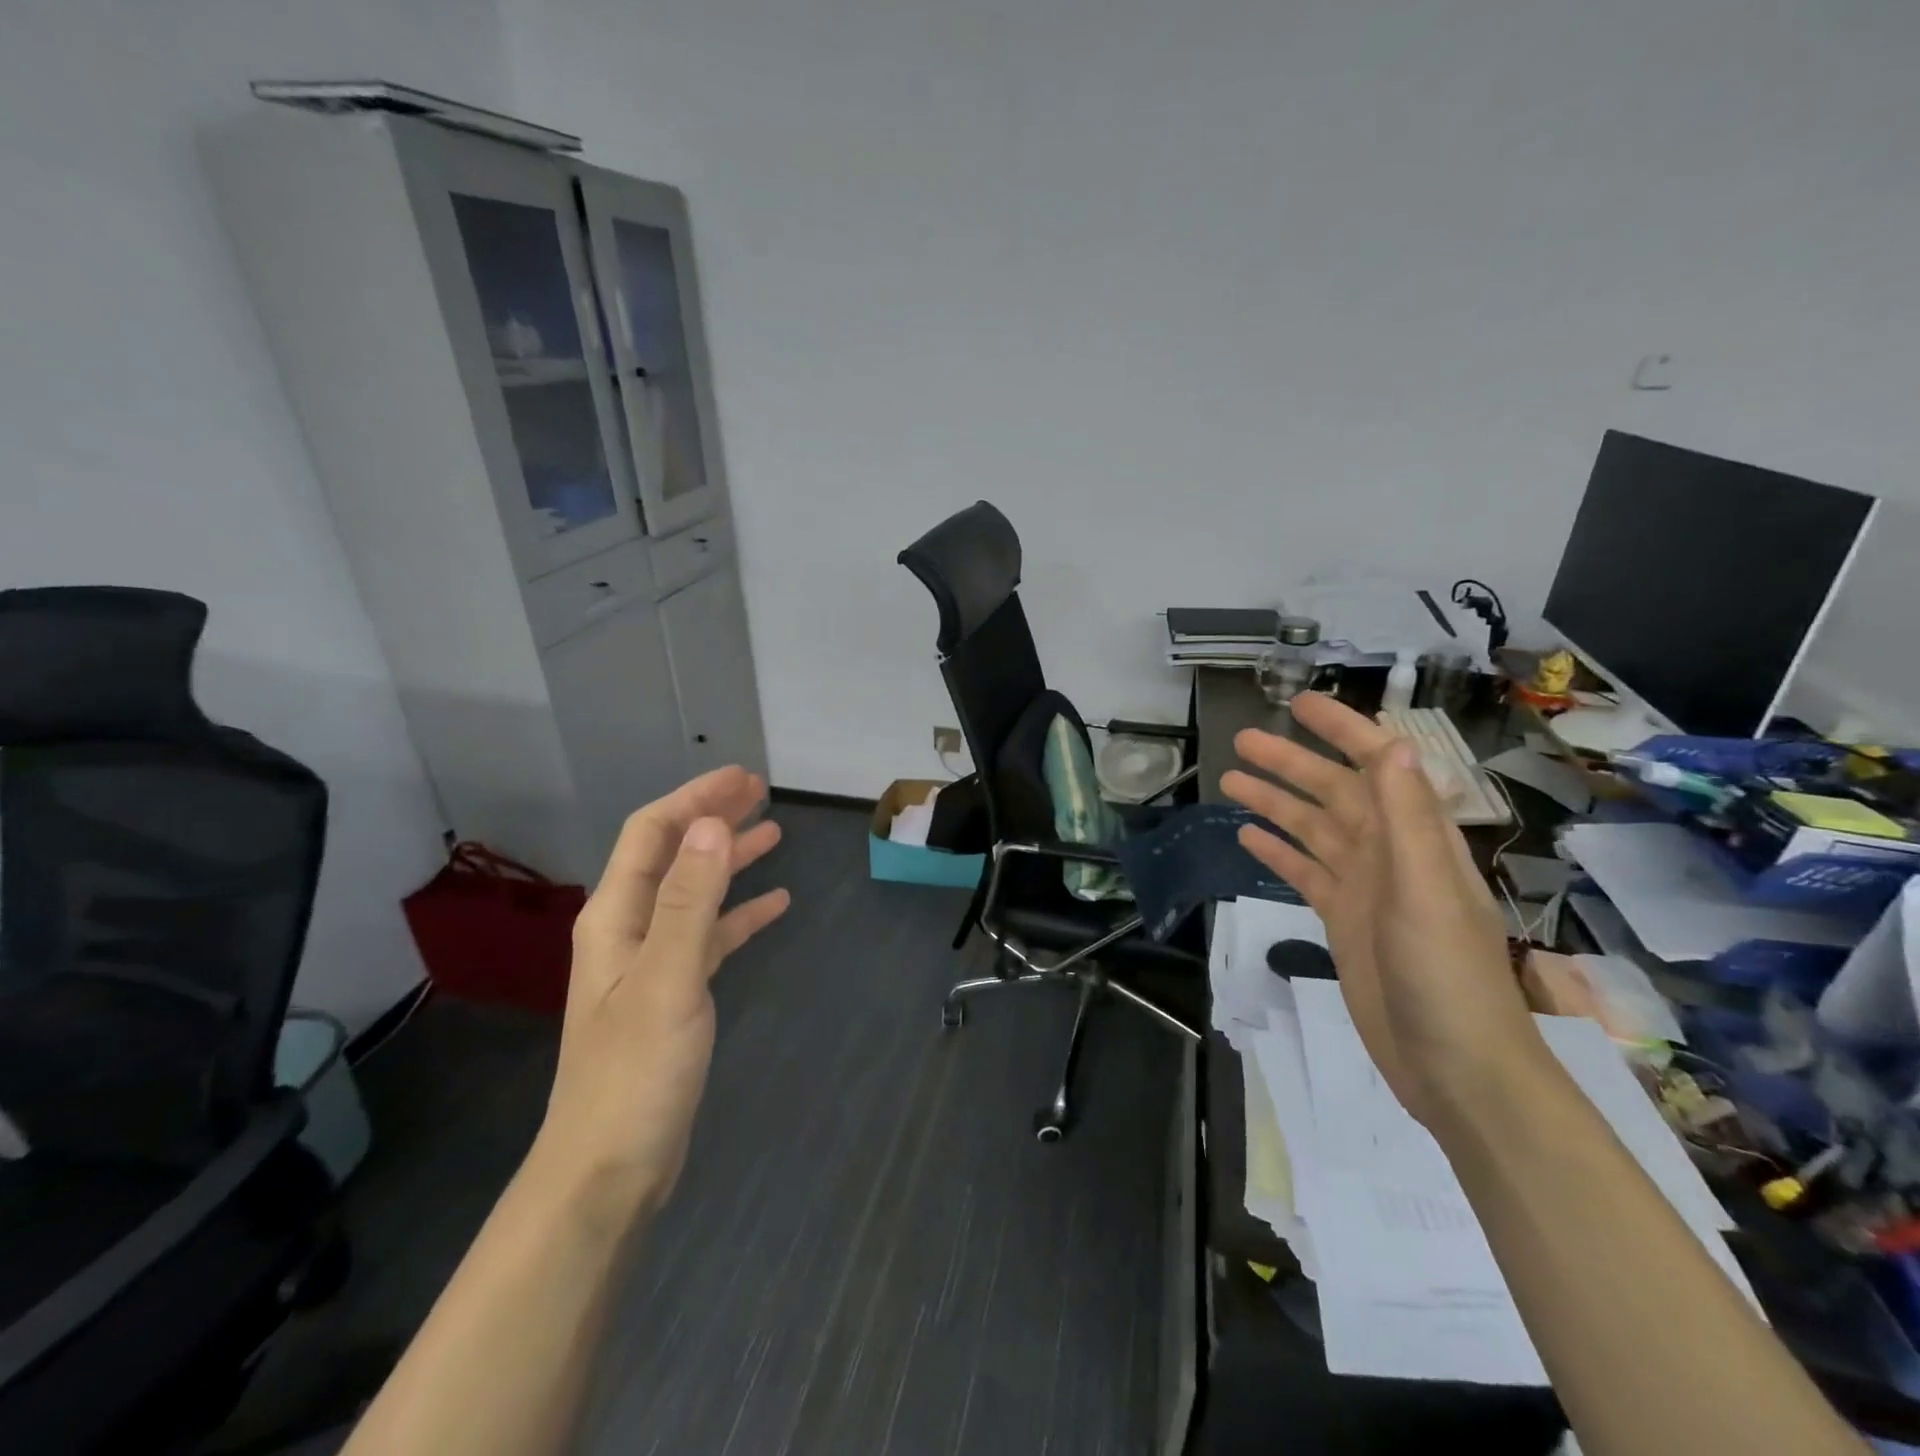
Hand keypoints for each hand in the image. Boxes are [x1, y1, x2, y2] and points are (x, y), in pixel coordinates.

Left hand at [532, 767, 789, 1217]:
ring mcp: (651, 964)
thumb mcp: (667, 979)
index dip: (695, 799)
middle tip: (761, 794)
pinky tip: (775, 906)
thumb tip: (713, 824)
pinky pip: (711, 936)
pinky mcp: (674, 995)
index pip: (652, 834)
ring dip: (729, 860)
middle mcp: (629, 931)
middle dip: (713, 819)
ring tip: (773, 835)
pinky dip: (740, 914)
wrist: (609, 1172)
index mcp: (616, 917)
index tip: (743, 778)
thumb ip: (689, 900)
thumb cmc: (634, 1074)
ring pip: (694, 893)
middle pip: (673, 856)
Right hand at [1220, 694, 1542, 1128]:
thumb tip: (1391, 747)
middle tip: (1243, 742)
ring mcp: (1364, 888)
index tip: (1300, 705)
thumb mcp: (1426, 892)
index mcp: (1415, 838)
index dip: (1342, 731)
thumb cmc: (1445, 976)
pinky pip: (1304, 872)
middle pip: (1333, 793)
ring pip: (1312, 830)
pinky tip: (1248, 839)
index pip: (1376, 766)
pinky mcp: (1343, 920)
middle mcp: (1388, 853)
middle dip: (1291, 763)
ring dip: (1276, 804)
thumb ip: (1407, 819)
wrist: (1455, 1067)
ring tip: (1231, 781)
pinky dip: (1278, 853)